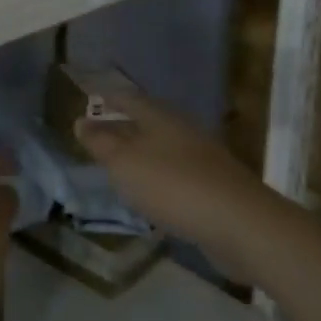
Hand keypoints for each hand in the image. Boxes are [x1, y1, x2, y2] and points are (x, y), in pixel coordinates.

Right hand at [74, 91, 273, 283]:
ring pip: (163, 148)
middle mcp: (183, 132)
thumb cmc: (172, 185)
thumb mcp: (124, 163)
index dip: (109, 97)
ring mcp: (202, 160)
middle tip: (98, 133)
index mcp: (161, 118)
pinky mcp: (214, 188)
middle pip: (148, 122)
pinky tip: (149, 192)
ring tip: (118, 163)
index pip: (130, 98)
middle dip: (124, 125)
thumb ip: (101, 143)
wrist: (239, 224)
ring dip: (141, 153)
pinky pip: (176, 174)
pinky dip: (158, 177)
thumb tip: (81, 122)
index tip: (92, 96)